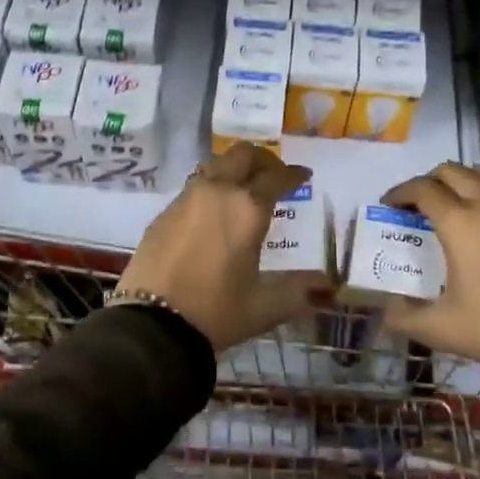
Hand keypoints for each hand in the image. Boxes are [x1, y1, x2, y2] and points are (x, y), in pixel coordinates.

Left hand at [117, 145, 315, 350]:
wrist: (152, 323)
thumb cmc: (216, 312)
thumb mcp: (264, 306)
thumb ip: (298, 291)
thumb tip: (327, 286)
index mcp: (247, 208)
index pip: (276, 177)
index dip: (293, 175)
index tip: (303, 175)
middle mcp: (217, 192)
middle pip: (241, 155)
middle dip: (262, 159)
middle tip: (273, 174)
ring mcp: (186, 199)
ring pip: (214, 165)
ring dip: (233, 169)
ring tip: (243, 188)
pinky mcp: (164, 213)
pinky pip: (193, 187)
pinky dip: (210, 188)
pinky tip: (212, 211)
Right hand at [381, 162, 479, 371]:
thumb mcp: (440, 329)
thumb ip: (403, 317)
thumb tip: (386, 310)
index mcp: (461, 223)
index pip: (423, 189)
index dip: (400, 193)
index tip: (389, 205)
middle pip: (453, 172)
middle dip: (429, 181)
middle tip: (417, 204)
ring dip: (461, 184)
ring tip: (451, 209)